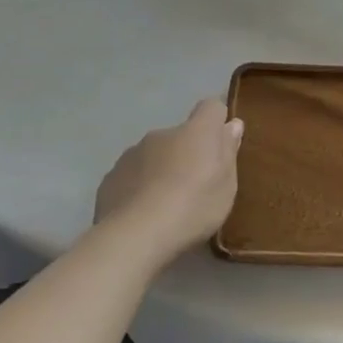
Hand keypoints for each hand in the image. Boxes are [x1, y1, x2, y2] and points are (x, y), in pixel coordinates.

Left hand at [93, 98, 243, 255]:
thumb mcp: (226, 185)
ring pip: (154, 155)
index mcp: (196, 132)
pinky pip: (132, 175)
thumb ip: (228, 151)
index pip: (211, 107)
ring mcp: (132, 154)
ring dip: (162, 169)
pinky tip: (143, 214)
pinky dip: (140, 187)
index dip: (217, 121)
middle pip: (181, 135)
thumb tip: (232, 124)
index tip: (221, 143)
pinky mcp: (110, 177)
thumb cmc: (193, 206)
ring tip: (166, 204)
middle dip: (188, 152)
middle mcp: (162, 134)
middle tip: (195, 186)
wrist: (134, 235)